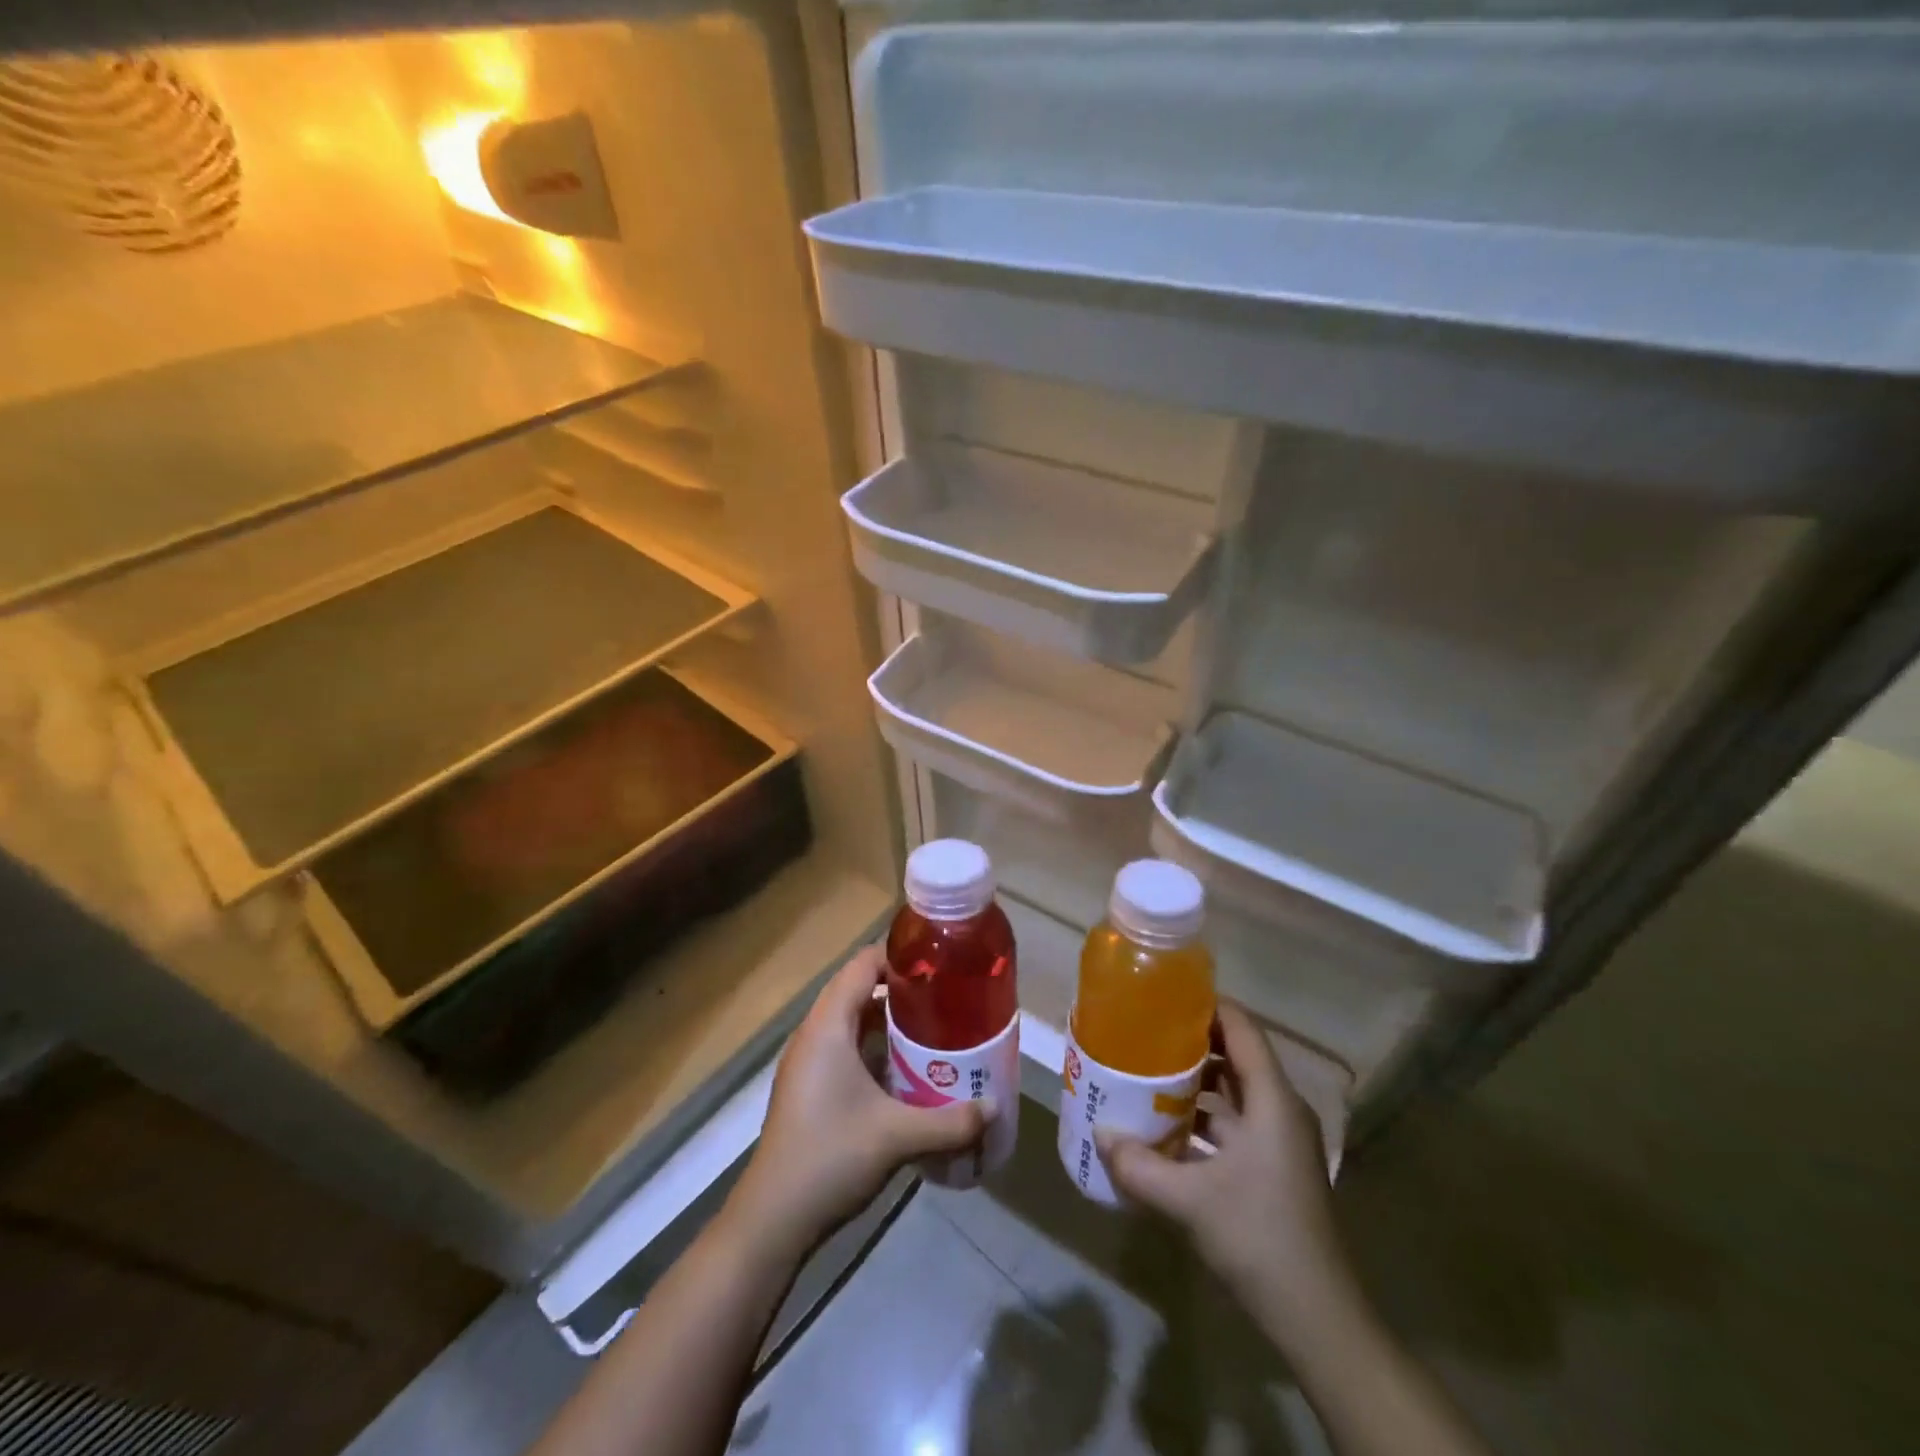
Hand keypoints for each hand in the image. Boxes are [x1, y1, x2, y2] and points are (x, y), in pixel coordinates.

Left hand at [727, 947, 986, 1260]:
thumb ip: (950, 1121)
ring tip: (933, 1032)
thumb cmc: (831, 1158)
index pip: (862, 965)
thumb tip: (993, 1107)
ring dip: (888, 1023)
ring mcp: (807, 1062)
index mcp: (828, 1026)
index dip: (899, 958)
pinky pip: (844, 1048)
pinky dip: (874, 1049)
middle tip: (945, 1000)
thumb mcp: (897, 1137)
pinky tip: (905, 1073)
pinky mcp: (808, 1087)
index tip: (939, 967)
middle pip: (858, 990)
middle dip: (901, 992)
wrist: (772, 1220)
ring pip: (851, 1022)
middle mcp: (814, 1034)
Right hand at [1096, 1001, 1358, 1357]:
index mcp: (1272, 1100)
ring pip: (1234, 1091)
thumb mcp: (1189, 1201)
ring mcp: (1280, 1141)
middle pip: (1236, 1055)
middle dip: (1190, 1040)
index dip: (1206, 1004)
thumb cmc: (1260, 1238)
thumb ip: (1139, 1165)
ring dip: (1194, 1081)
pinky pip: (1235, 1122)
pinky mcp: (1274, 1167)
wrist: (1319, 1319)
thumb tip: (1100, 1135)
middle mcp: (1280, 1110)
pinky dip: (1203, 1116)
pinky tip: (1166, 1127)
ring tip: (1146, 1072)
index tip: (1162, 995)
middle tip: (1144, 1031)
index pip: (1241, 1027)